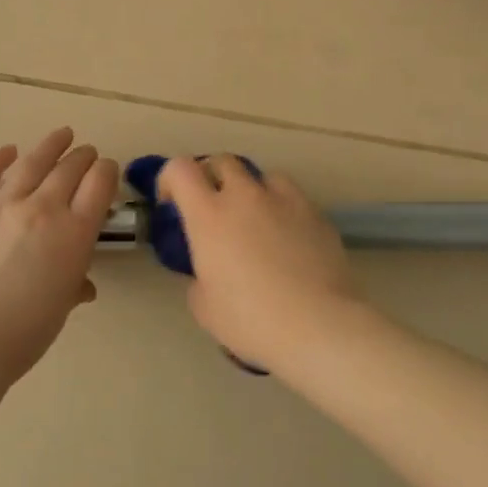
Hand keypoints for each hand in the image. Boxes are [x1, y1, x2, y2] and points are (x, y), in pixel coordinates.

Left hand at [0, 128, 119, 378]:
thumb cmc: (23, 335)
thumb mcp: (61, 307)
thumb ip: (74, 284)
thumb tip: (81, 283)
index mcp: (74, 234)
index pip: (99, 185)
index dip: (107, 172)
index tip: (107, 170)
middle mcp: (42, 209)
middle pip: (69, 169)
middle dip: (83, 157)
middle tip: (87, 152)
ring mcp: (0, 205)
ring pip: (31, 163)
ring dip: (50, 146)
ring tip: (61, 134)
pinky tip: (7, 150)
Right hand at [157, 156, 365, 369]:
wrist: (317, 325)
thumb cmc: (250, 320)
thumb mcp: (204, 306)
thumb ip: (199, 278)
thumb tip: (208, 272)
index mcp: (209, 215)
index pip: (180, 169)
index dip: (170, 179)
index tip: (172, 203)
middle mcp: (245, 196)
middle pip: (222, 161)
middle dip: (211, 177)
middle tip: (212, 207)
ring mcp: (285, 201)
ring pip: (263, 176)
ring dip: (252, 190)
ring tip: (256, 220)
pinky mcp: (316, 214)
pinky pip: (293, 198)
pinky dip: (283, 210)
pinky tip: (289, 240)